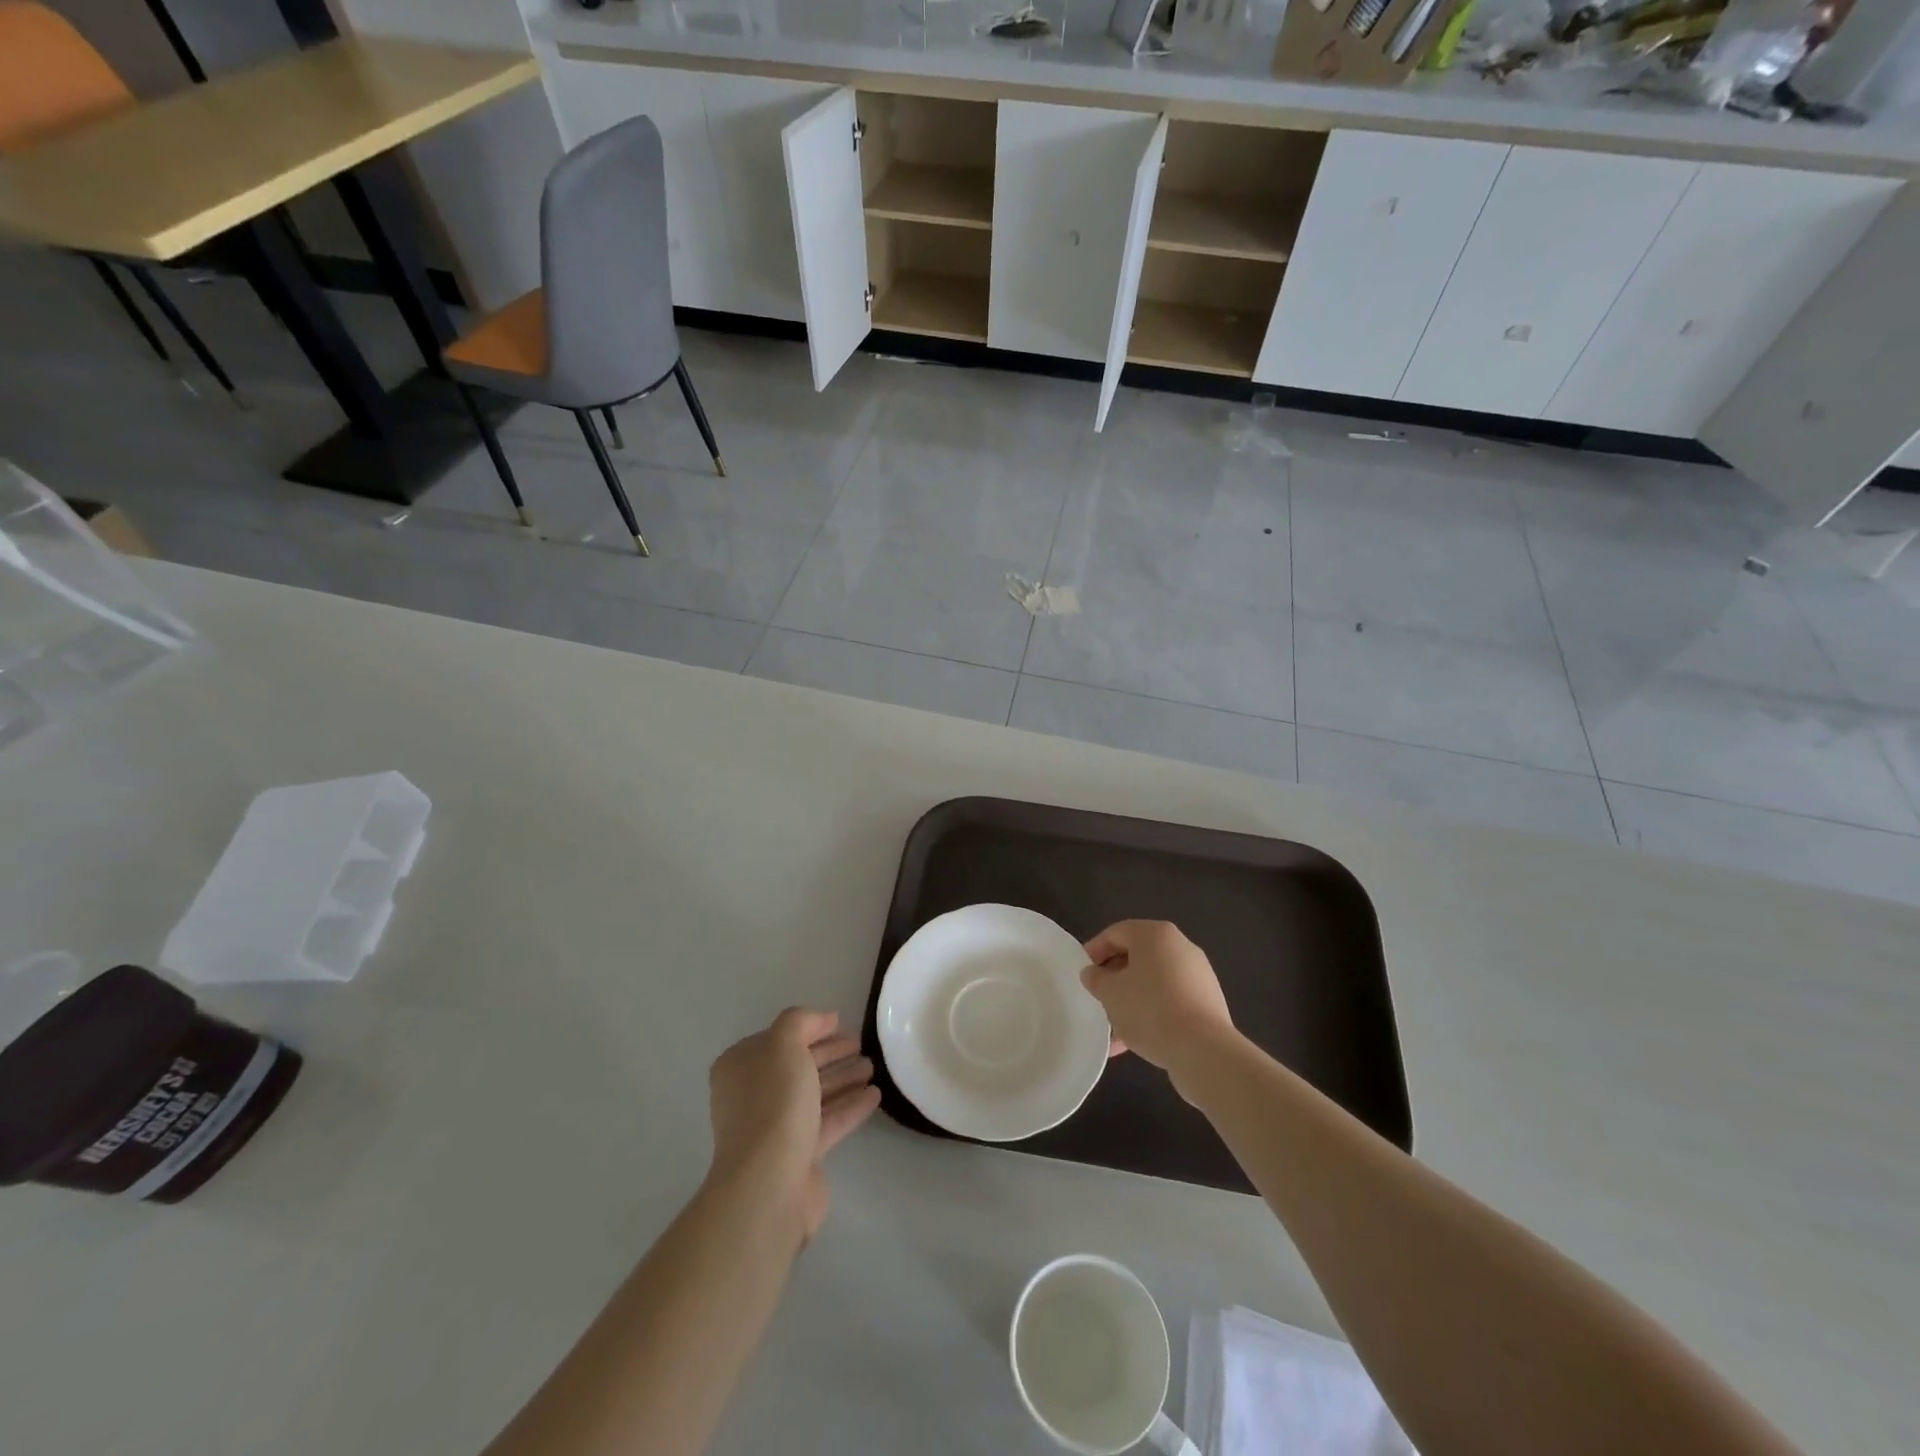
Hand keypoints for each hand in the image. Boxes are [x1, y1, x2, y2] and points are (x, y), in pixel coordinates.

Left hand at [707, 1008, 879, 1238]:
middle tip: (861, 1044)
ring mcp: (774, 1128)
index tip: (841, 1023)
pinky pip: (827, 1122)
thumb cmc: (773, 1103)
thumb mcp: (783, 1045)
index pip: (778, 1039)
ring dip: (843, 1078)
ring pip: (814, 1094)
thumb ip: (801, 1022)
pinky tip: (874, 1096)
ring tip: (872, 1067)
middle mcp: (753, 1096)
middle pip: (798, 1066)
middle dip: (830, 1053)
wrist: (769, 1183)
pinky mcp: (798, 1155)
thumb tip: (822, 1018)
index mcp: (741, 1067)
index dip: (810, 1028)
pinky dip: (849, 1107)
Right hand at [1081, 921, 1235, 1083]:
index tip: (1082, 973)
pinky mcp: (1207, 1003)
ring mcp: (1197, 975)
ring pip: (1153, 982)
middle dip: (1114, 978)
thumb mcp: (1110, 993)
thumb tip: (1093, 973)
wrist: (1203, 1050)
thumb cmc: (1149, 1009)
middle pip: (1137, 957)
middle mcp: (1180, 947)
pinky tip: (1133, 1042)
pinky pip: (1170, 1001)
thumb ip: (1096, 979)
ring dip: (1131, 1001)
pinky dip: (1151, 1014)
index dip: (1094, 950)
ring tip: (1112, 1029)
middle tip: (1097, 998)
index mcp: (1156, 934)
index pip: (1116, 933)